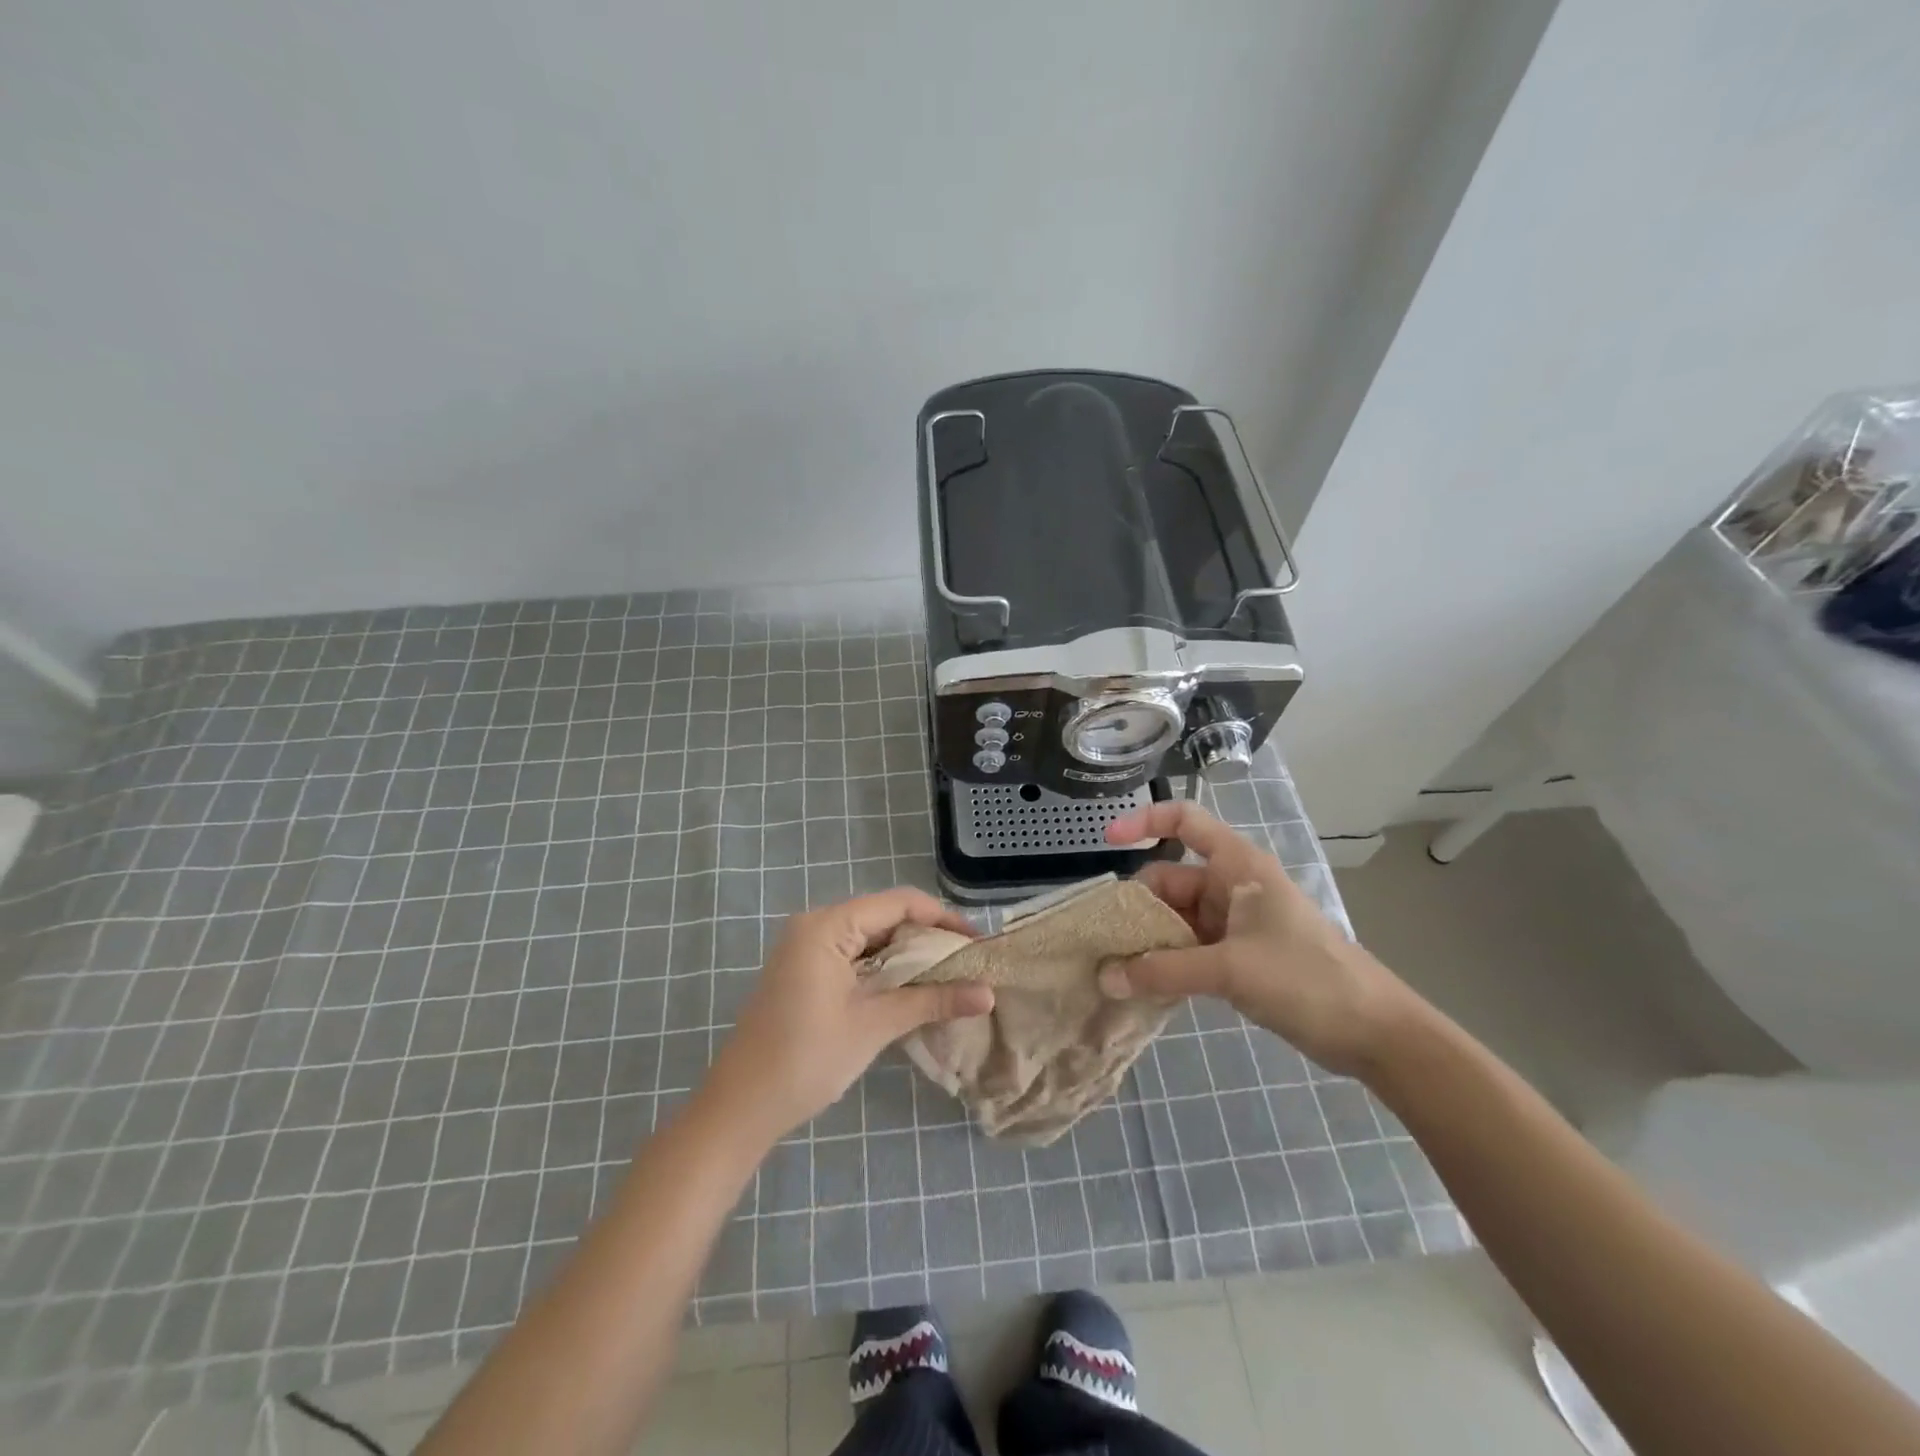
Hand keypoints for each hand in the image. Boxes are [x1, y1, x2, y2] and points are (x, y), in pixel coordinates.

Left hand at [703, 888, 993, 1141]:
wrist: (739, 1108)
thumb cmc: (806, 1059)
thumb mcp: (874, 1025)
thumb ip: (932, 1001)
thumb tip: (988, 993)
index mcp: (827, 925)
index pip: (898, 903)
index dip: (942, 918)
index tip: (977, 944)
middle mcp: (815, 925)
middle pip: (885, 917)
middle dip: (927, 939)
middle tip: (968, 964)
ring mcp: (806, 948)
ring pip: (870, 939)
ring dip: (907, 957)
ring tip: (948, 978)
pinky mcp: (804, 972)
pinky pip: (853, 957)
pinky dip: (884, 970)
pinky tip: (910, 990)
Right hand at [1100, 801, 1419, 1076]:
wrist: (1375, 1032)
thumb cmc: (1307, 979)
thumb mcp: (1230, 970)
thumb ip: (1164, 971)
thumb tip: (1104, 977)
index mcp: (1237, 866)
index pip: (1185, 821)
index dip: (1144, 821)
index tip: (1107, 841)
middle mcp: (1232, 886)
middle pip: (1170, 879)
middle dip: (1138, 907)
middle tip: (1104, 941)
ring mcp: (1235, 923)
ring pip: (1177, 919)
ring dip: (1150, 941)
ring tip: (1115, 969)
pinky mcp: (1238, 956)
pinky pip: (1189, 948)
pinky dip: (1168, 962)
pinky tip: (1143, 986)